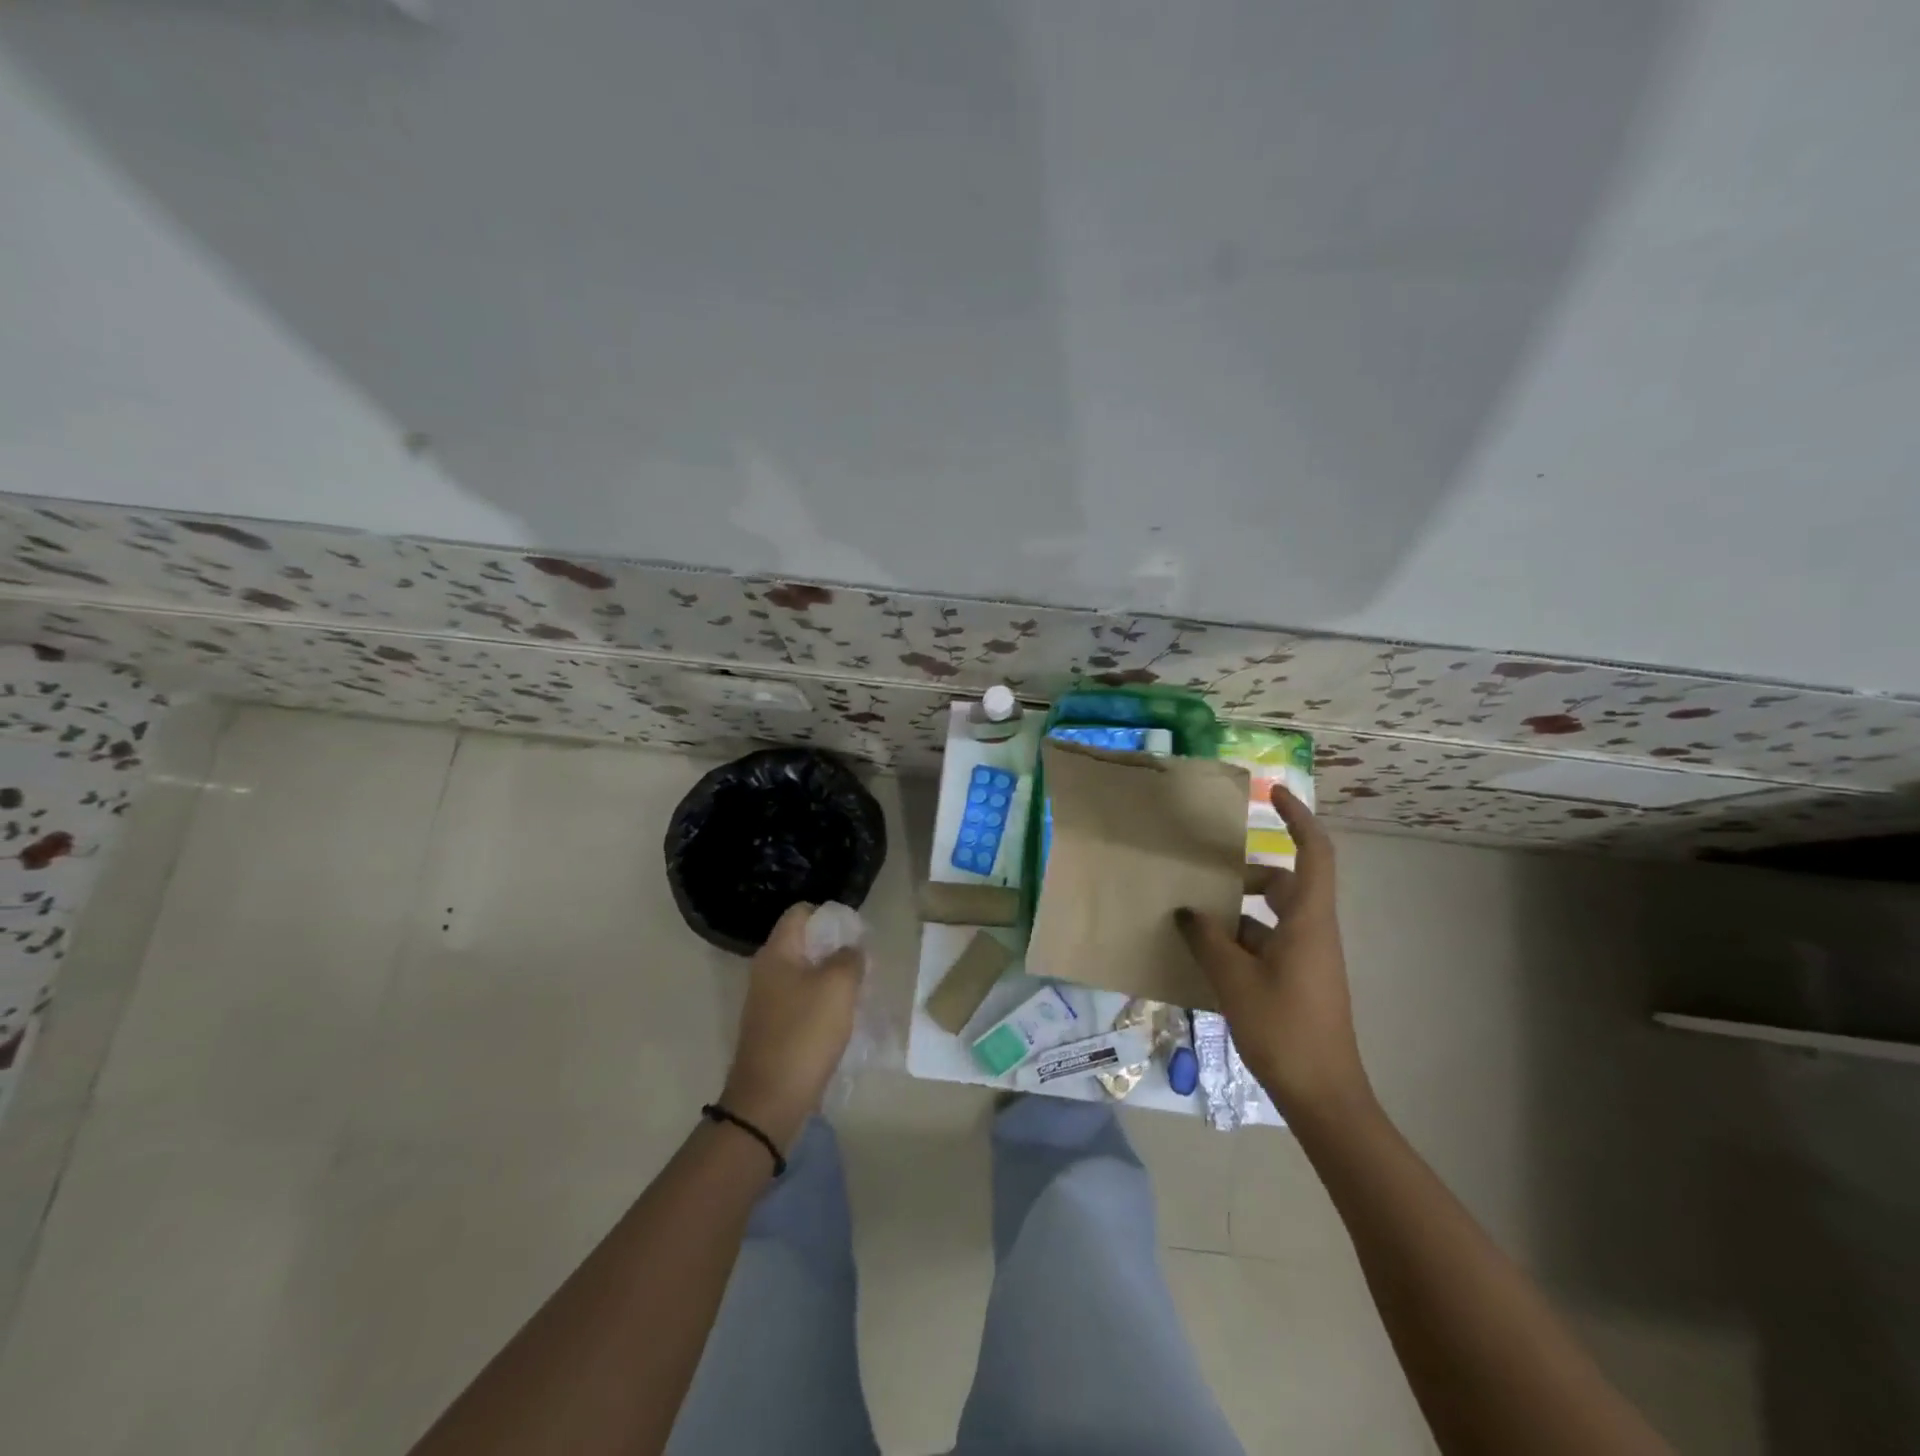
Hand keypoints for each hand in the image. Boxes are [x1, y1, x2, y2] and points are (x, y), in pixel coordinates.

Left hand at [720, 903, 864, 1151]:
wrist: (770, 1100)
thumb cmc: (804, 1033)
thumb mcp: (838, 986)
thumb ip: (849, 957)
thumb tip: (851, 949)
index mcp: (776, 953)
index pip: (800, 913)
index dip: (829, 915)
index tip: (855, 931)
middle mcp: (766, 971)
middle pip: (804, 943)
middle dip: (835, 948)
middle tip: (863, 962)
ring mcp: (767, 1002)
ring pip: (805, 974)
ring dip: (831, 978)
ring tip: (858, 990)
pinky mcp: (774, 1029)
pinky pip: (802, 1002)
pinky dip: (822, 1003)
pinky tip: (842, 1018)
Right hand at [1175, 786, 1371, 1121]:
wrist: (1323, 1096)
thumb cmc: (1283, 1028)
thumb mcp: (1233, 979)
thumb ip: (1207, 938)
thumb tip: (1188, 911)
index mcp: (1308, 920)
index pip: (1313, 852)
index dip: (1297, 817)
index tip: (1272, 793)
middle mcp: (1313, 931)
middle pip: (1285, 882)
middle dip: (1247, 873)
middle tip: (1208, 875)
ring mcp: (1308, 957)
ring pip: (1273, 915)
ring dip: (1239, 911)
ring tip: (1196, 919)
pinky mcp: (1300, 980)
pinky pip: (1269, 942)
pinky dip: (1241, 940)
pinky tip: (1207, 955)